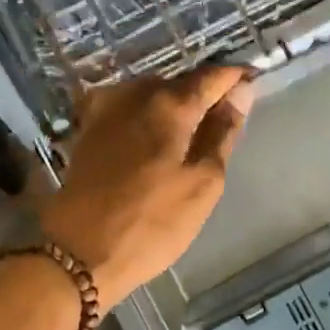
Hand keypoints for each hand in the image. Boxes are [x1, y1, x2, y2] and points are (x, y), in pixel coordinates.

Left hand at [38, 68, 255, 308]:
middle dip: (203, 94)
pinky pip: (127, 109)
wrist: (77, 252)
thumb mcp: (202, 183)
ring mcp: (104, 109)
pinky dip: (146, 117)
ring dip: (173, 106)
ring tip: (189, 136)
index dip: (235, 78)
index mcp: (168, 104)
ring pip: (150, 94)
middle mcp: (133, 94)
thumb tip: (240, 93)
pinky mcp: (86, 129)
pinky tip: (152, 140)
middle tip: (222, 122)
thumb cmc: (151, 223)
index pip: (211, 76)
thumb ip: (222, 133)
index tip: (252, 84)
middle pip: (178, 82)